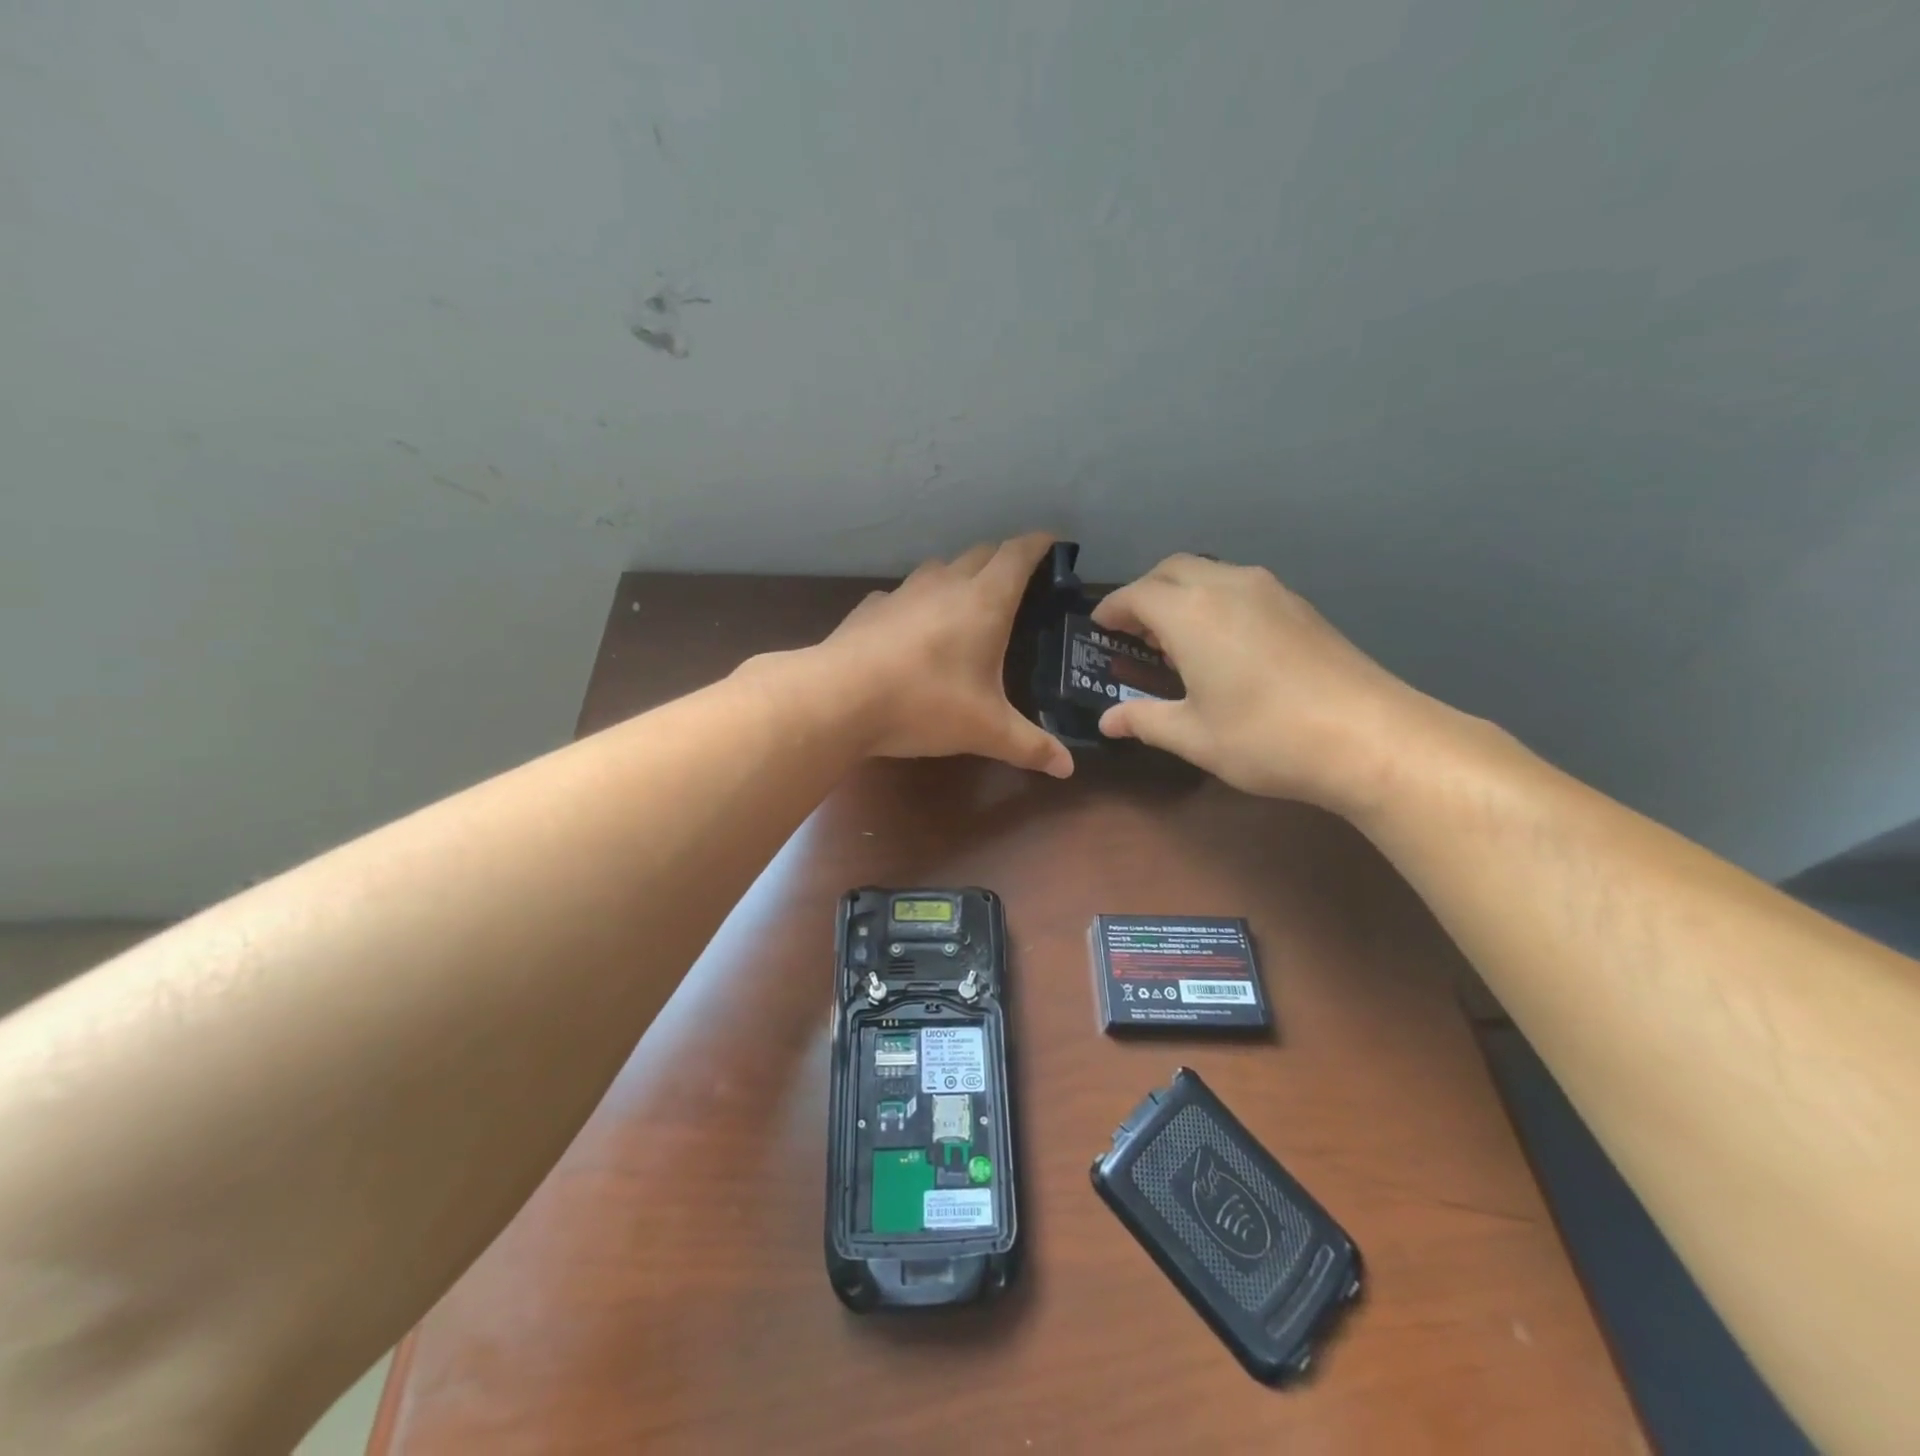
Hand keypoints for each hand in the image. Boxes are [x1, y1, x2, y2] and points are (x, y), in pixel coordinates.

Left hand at [819, 533, 1074, 778]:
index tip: (1055, 545)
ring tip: (968, 606)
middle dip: (1004, 560)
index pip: (1018, 553)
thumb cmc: (924, 704)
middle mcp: (945, 584)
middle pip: (981, 553)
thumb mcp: (985, 731)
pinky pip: (904, 595)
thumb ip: (1030, 746)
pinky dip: (919, 603)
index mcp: (984, 601)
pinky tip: (914, 632)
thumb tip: (1068, 768)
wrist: (839, 698)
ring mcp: (903, 593)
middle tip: (1019, 586)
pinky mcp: (871, 608)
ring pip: (940, 568)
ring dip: (960, 576)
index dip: (1041, 544)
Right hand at [1093, 554, 1446, 812]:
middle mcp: (1227, 586)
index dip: (1113, 608)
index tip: (1100, 626)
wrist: (1369, 736)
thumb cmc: (1265, 738)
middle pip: (1172, 569)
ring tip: (1175, 637)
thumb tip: (1108, 721)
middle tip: (1134, 630)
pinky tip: (1222, 642)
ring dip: (1182, 594)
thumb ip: (1144, 721)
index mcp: (1191, 614)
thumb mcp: (1193, 737)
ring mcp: (1270, 590)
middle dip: (1146, 593)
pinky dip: (1214, 600)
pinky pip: (1239, 586)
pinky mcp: (1299, 605)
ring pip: (1209, 572)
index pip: (1138, 594)